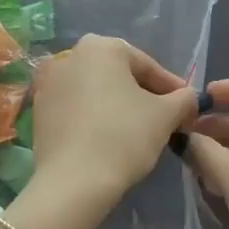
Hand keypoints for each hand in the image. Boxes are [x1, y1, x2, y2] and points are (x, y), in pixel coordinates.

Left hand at [29, 35, 199, 213]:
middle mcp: (71, 54)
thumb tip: (190, 97)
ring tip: (137, 130)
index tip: (187, 107)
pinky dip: (94, 116)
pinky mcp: (39, 109)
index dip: (171, 88)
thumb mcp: (165, 116)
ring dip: (118, 105)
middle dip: (143, 94)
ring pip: (96, 90)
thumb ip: (183, 99)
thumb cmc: (123, 137)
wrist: (73, 182)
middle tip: (164, 118)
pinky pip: (76, 107)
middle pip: (119, 74)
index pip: (147, 65)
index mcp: (102, 46)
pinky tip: (107, 138)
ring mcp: (50, 81)